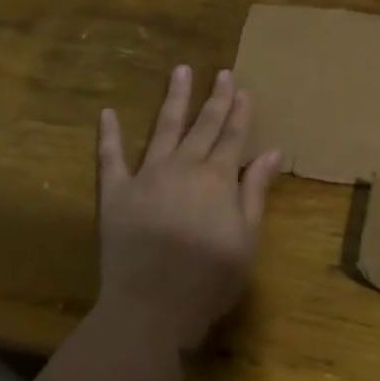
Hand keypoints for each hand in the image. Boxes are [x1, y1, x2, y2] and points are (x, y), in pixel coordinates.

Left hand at [96, 65, 281, 350]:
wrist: (150, 309)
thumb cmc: (208, 280)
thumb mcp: (247, 239)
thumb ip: (256, 191)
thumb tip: (273, 151)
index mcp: (217, 178)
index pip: (233, 137)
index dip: (240, 112)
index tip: (243, 89)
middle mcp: (183, 167)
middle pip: (203, 126)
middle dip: (215, 98)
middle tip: (222, 72)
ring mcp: (146, 177)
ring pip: (163, 129)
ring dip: (174, 99)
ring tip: (180, 71)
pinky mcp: (115, 194)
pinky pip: (110, 159)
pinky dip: (109, 135)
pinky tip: (107, 112)